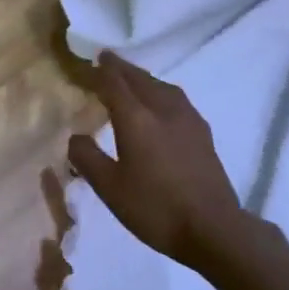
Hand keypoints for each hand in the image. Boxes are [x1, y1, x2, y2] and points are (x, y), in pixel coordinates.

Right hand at [68, 52, 240, 265]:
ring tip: (131, 79)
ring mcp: (187, 119)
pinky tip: (160, 104)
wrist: (214, 229)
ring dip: (142, 78)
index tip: (88, 62)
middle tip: (106, 60)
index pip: (113, 83)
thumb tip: (75, 136)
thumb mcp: (109, 188)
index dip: (99, 71)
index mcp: (136, 118)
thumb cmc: (155, 208)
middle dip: (120, 68)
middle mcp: (162, 109)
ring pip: (160, 86)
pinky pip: (175, 99)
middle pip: (139, 78)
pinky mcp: (202, 132)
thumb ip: (87, 158)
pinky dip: (160, 92)